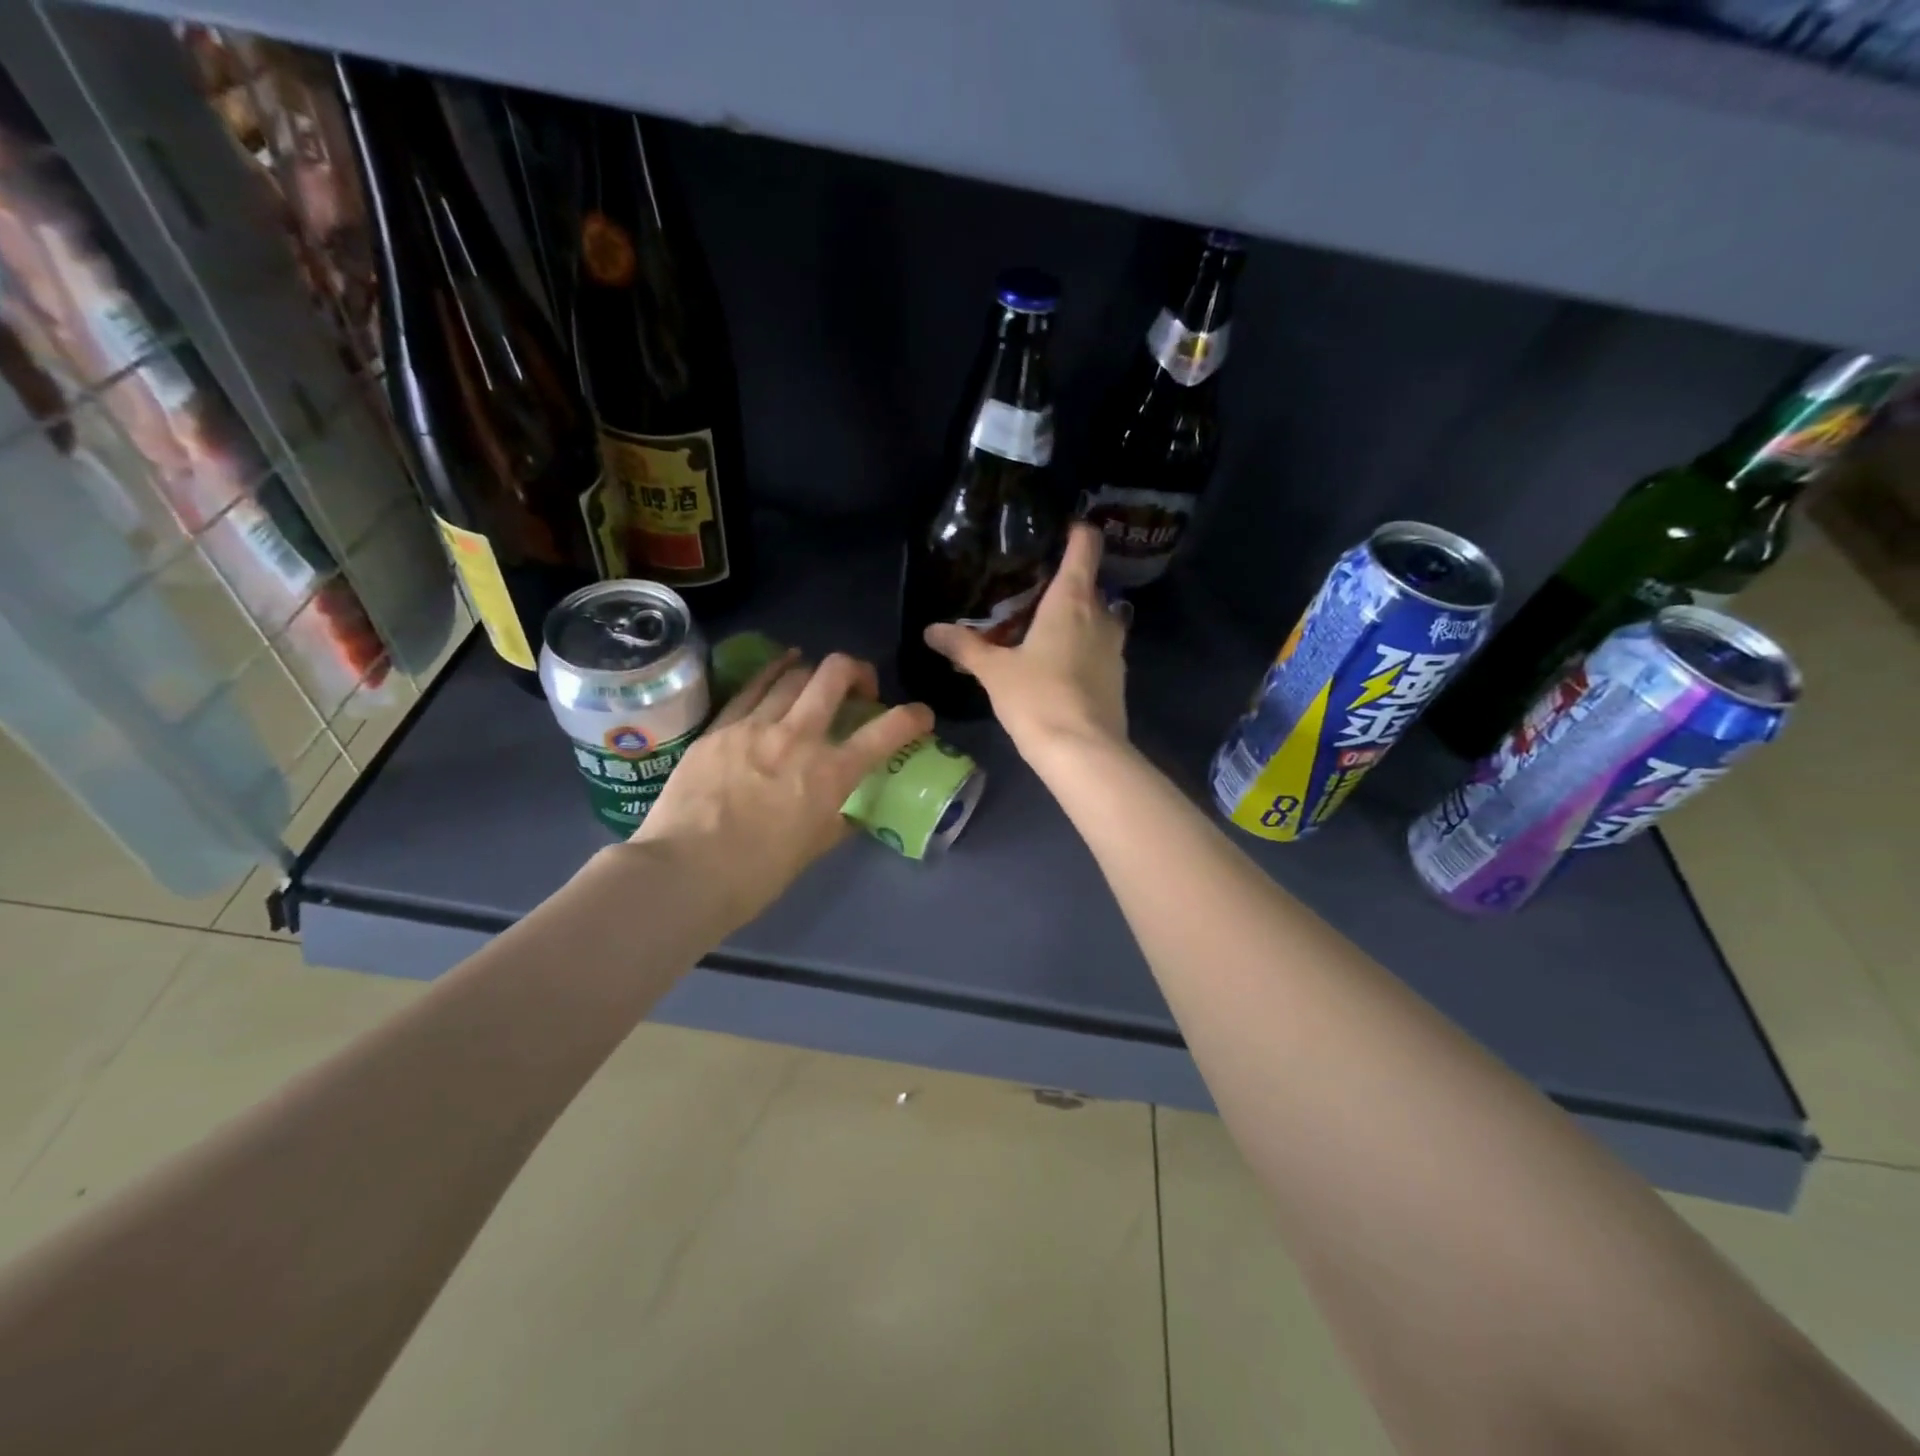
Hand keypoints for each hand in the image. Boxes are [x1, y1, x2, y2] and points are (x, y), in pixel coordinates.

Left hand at [632, 651, 933, 925]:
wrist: (684, 872)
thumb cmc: (756, 874)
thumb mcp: (813, 848)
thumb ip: (836, 819)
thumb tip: (845, 807)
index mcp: (831, 774)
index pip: (889, 731)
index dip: (914, 717)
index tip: (921, 716)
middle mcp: (799, 737)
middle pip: (835, 675)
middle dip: (858, 671)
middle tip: (860, 688)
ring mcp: (755, 726)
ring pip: (793, 675)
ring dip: (815, 672)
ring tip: (818, 680)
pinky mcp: (720, 727)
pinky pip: (753, 686)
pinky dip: (774, 671)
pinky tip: (782, 664)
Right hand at [923, 522, 1128, 761]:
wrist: (1083, 752)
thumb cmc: (1037, 698)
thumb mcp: (994, 671)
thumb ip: (965, 647)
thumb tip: (931, 629)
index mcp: (1072, 600)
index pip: (1085, 546)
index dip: (1076, 532)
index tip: (1060, 530)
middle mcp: (1101, 616)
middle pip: (1089, 585)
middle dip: (1064, 585)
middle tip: (1031, 594)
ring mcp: (1115, 648)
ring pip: (1096, 619)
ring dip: (1075, 619)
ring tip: (1042, 630)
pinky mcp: (1118, 677)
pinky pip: (1099, 650)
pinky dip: (1082, 648)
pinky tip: (1057, 667)